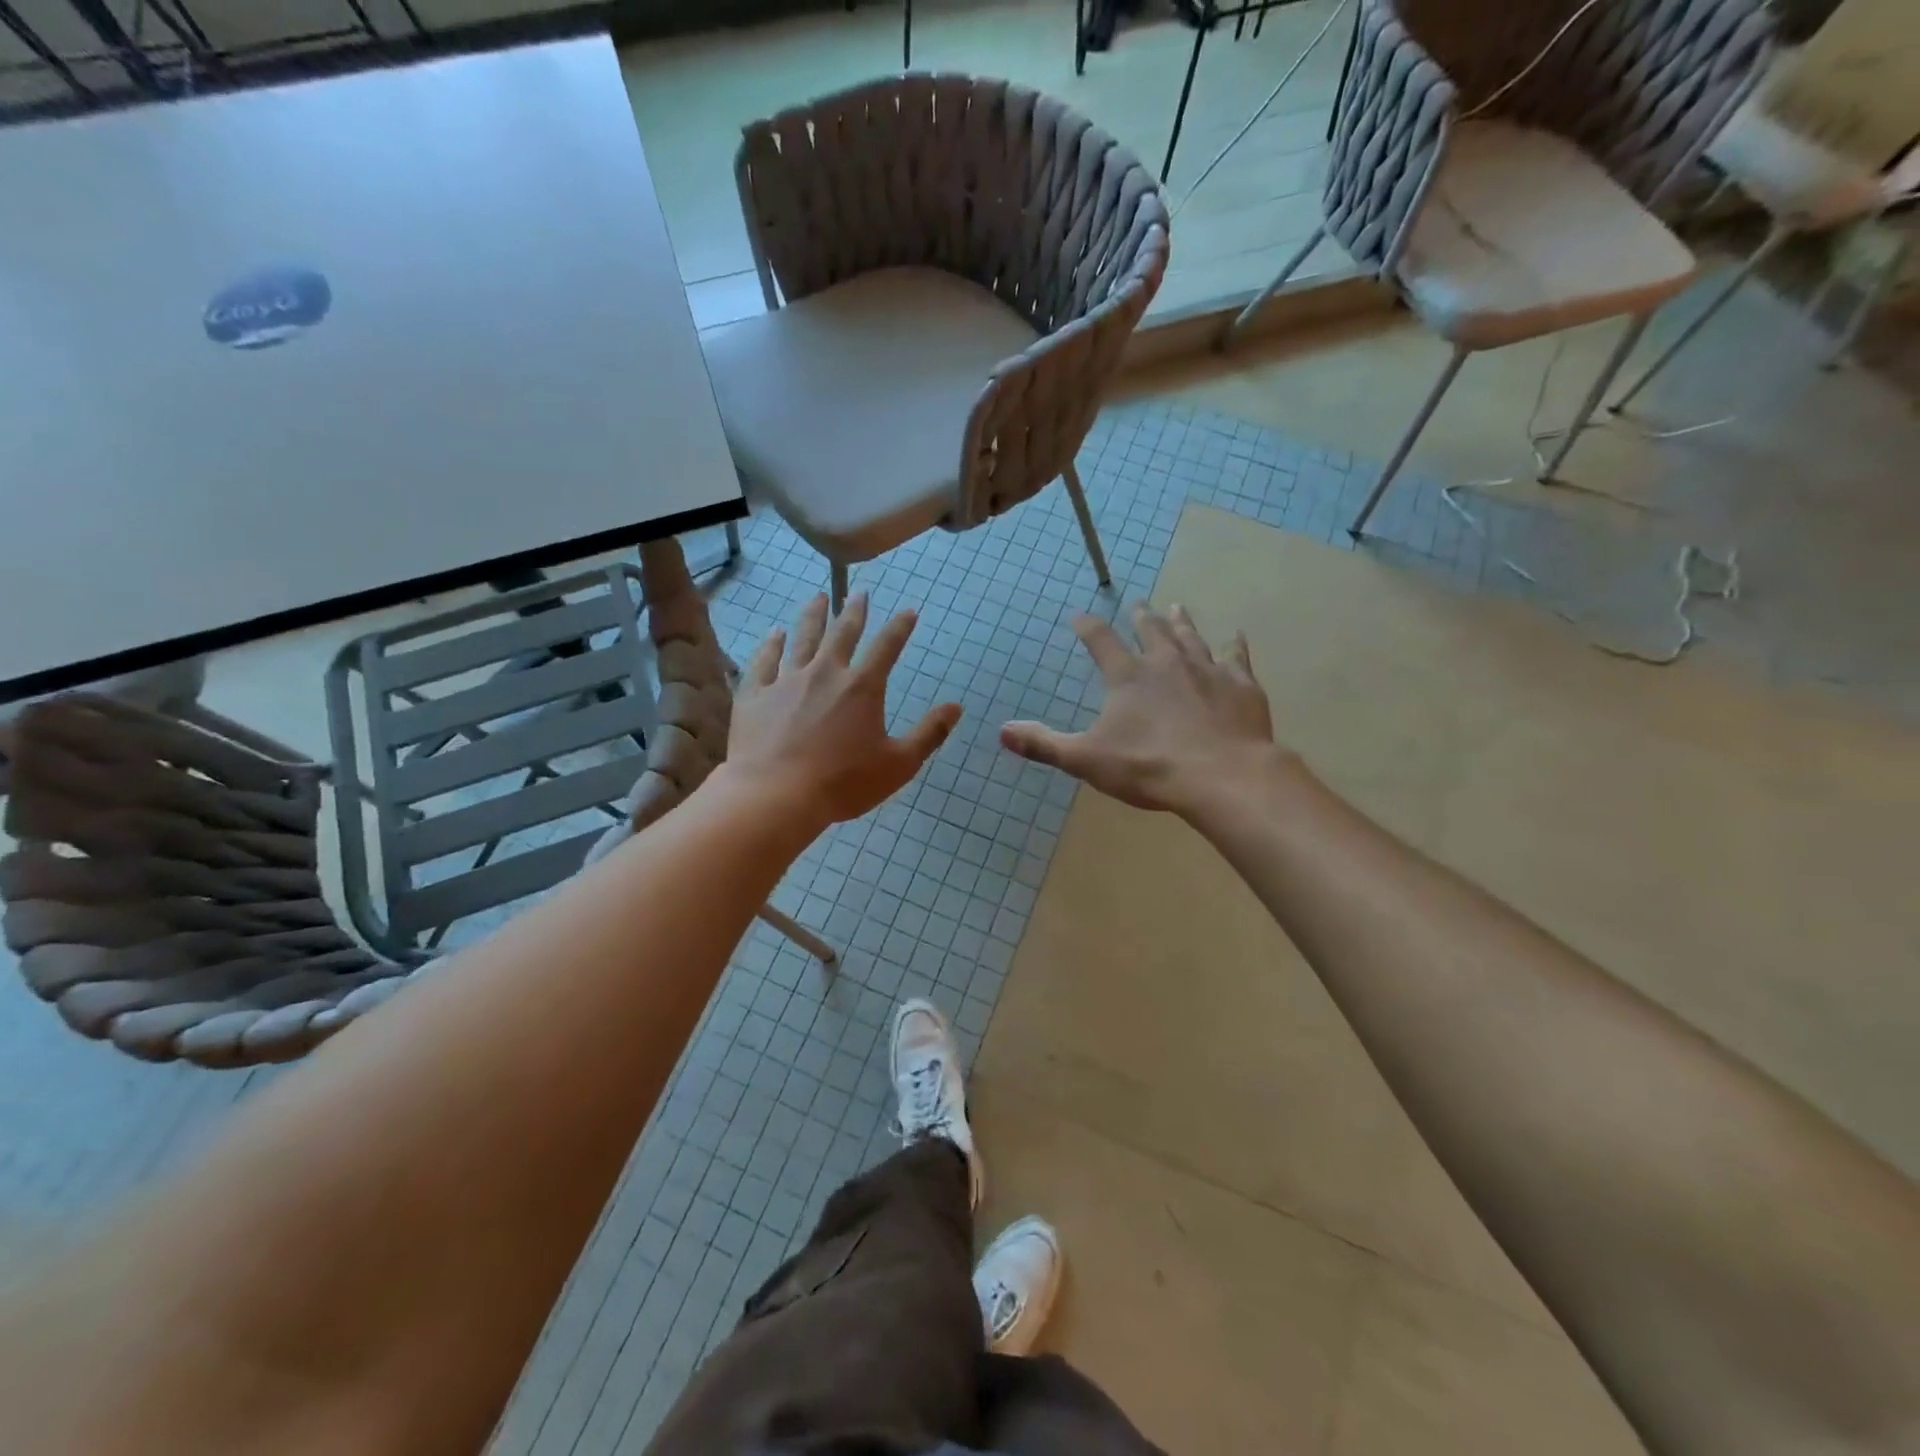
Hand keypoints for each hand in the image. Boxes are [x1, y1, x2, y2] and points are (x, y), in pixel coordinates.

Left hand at [728, 593, 961, 828]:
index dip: (900, 627)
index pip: (887, 647)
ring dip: (813, 616)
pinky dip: (771, 644)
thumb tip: (956, 707)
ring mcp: (787, 680)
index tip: (908, 611)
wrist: (776, 795)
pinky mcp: (756, 694)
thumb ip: (929, 733)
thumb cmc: (843, 783)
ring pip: (803, 638)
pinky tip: (774, 634)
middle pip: (843, 633)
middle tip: (859, 593)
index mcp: (862, 688)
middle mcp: (826, 673)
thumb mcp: (899, 764)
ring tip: (818, 598)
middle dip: (854, 611)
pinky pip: (765, 660)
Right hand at [1000, 603, 1280, 815]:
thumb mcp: (1086, 759)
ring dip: (1181, 621)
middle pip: (1150, 630)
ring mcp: (1207, 670)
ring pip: (1190, 637)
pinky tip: (1236, 635)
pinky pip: (1236, 657)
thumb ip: (1045, 744)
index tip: (1079, 616)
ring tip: (1176, 606)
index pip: (1100, 640)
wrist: (1222, 776)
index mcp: (1127, 677)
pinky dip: (1234, 645)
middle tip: (1138, 603)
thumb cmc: (1149, 768)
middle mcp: (1166, 663)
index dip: (1087, 626)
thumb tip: (1002, 731)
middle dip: (1141, 616)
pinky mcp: (1240, 685)